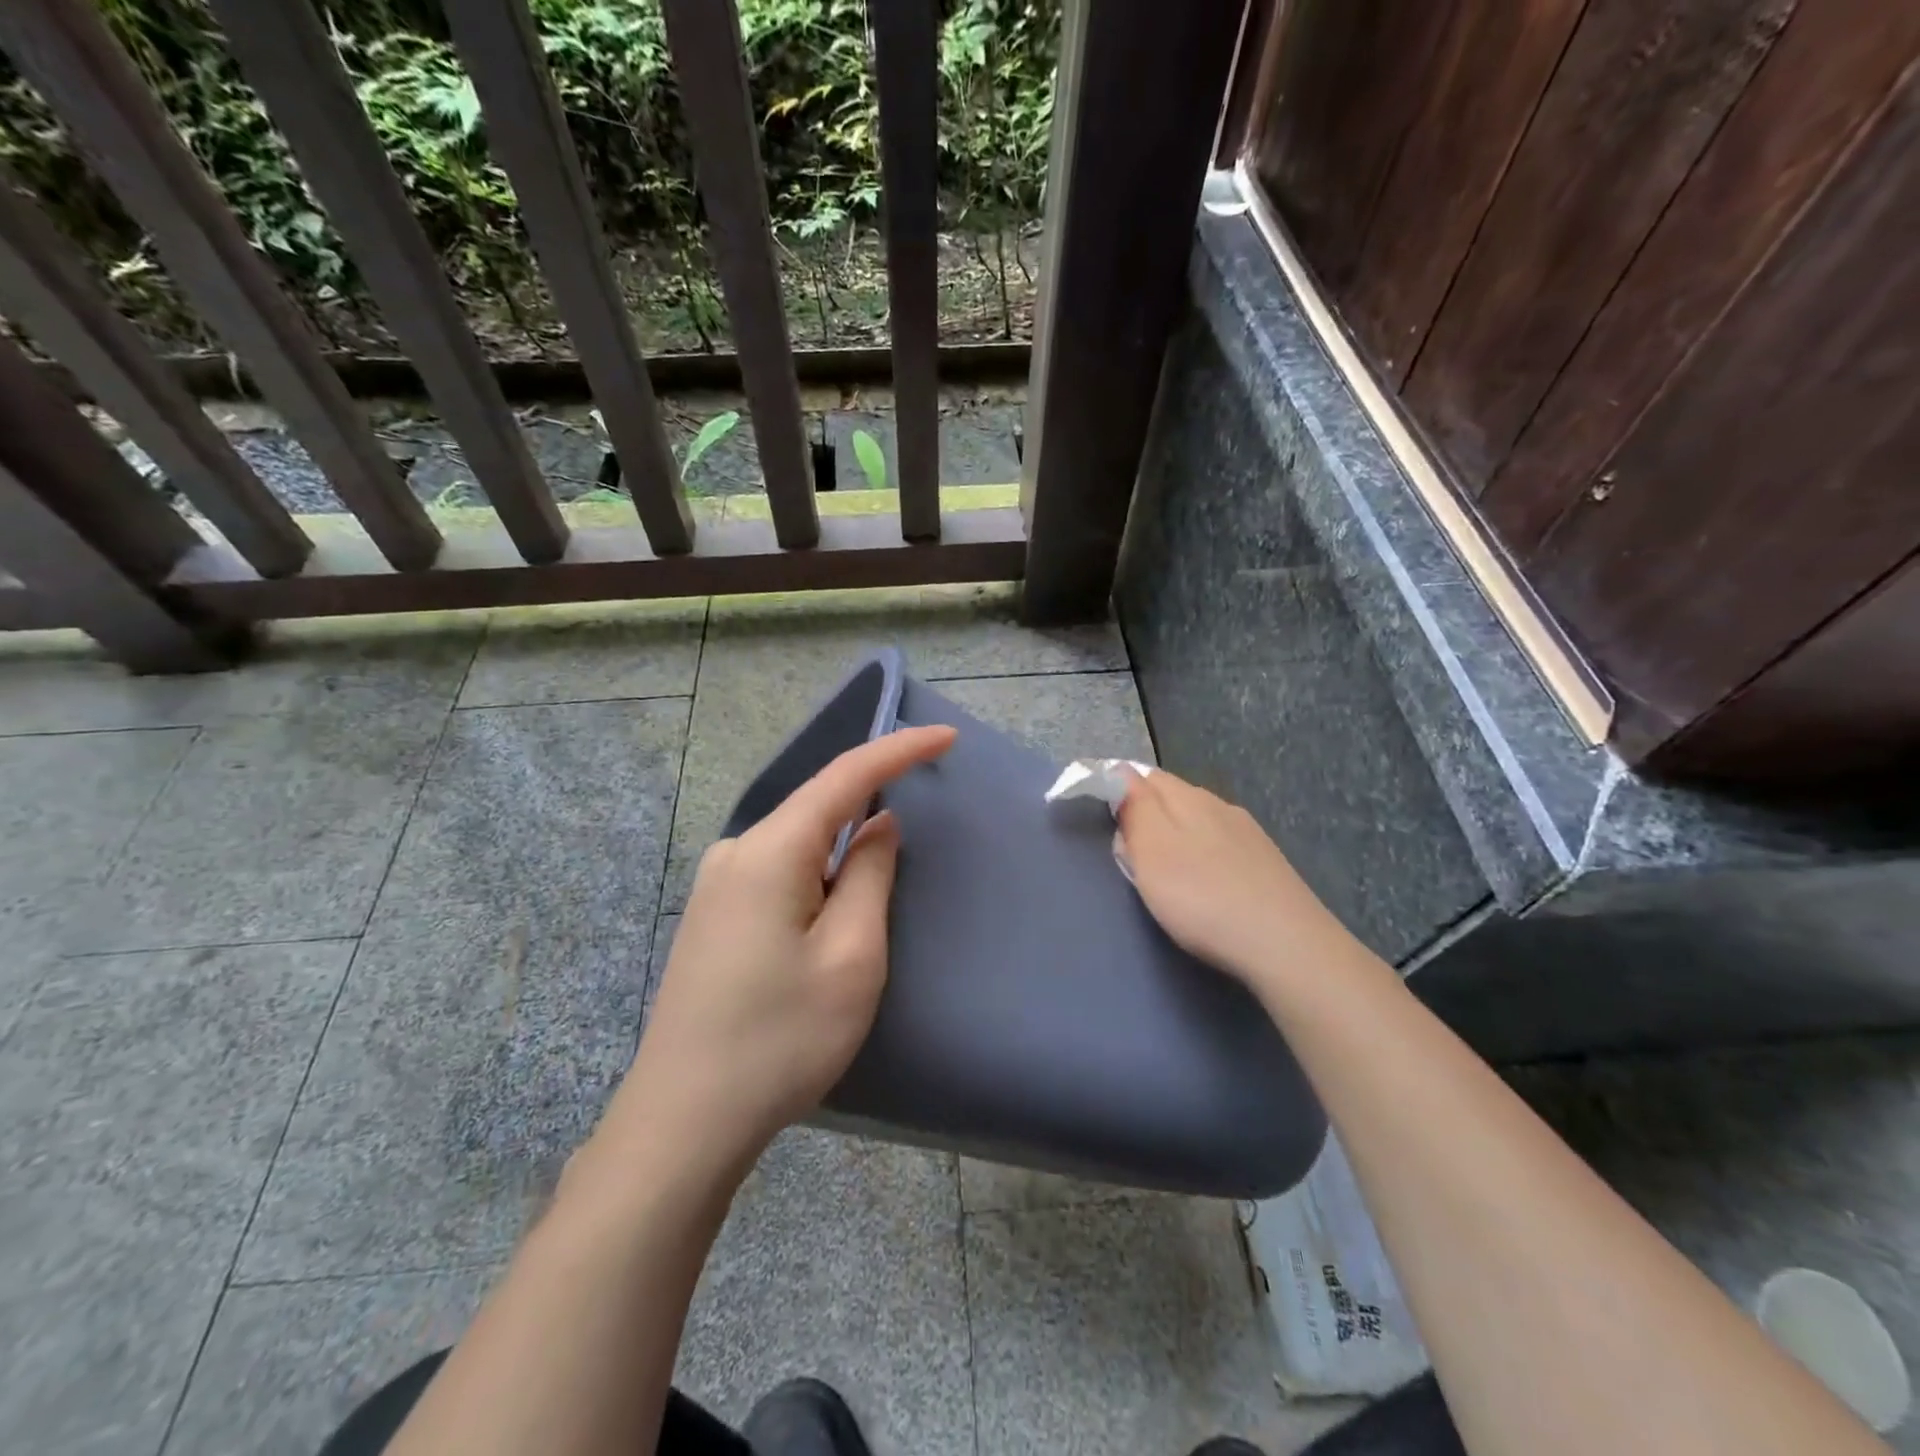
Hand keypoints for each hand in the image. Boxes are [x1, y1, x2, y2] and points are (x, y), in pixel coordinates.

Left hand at [616, 725, 957, 1167]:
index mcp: (769, 851)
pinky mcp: (713, 915)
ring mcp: (716, 884)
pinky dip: (818, 876)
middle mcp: (736, 852)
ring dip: (843, 854)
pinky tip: (829, 917)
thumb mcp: (851, 956)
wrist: (682, 1122)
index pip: (844, 777)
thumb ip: (869, 874)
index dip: (897, 750)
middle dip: (871, 807)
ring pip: (799, 845)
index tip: (946, 736)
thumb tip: (878, 823)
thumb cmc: (781, 1039)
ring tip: (873, 899)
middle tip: (919, 829)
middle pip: (818, 809)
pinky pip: (779, 872)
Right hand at [1118, 768, 1347, 990]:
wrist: (1286, 945)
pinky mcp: (1267, 863)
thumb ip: (1135, 808)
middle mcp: (1220, 805)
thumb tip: (1122, 773)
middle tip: (1130, 855)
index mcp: (1188, 797)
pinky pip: (1222, 847)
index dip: (1119, 790)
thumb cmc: (1202, 898)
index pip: (1143, 775)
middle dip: (1147, 816)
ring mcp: (1249, 834)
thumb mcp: (1151, 851)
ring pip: (1199, 822)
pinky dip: (1203, 858)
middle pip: (1172, 797)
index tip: (1105, 820)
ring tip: (1165, 874)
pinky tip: (1206, 885)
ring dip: (1176, 837)